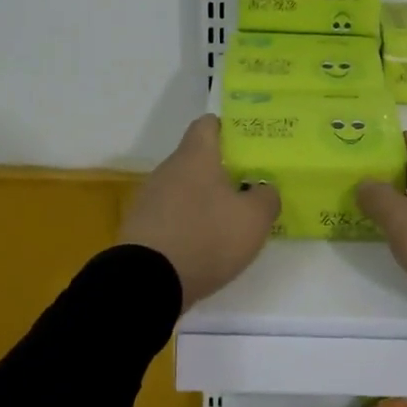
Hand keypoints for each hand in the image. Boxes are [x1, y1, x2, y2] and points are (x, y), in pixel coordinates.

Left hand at [119, 115, 279, 310]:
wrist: (146, 282)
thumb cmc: (206, 237)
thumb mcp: (253, 219)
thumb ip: (266, 197)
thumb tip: (263, 189)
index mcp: (195, 156)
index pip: (208, 124)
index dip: (228, 129)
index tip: (247, 144)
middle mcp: (168, 169)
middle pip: (196, 158)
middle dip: (220, 170)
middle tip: (247, 186)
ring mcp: (149, 198)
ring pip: (182, 188)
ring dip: (202, 199)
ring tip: (227, 220)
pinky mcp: (140, 226)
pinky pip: (170, 214)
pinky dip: (186, 223)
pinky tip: (202, 244)